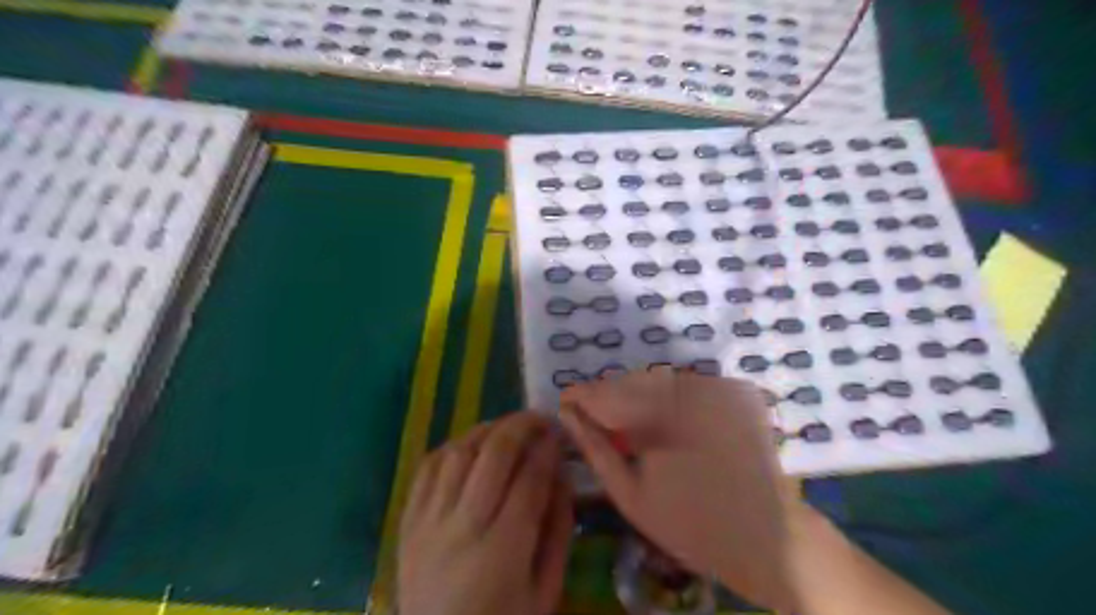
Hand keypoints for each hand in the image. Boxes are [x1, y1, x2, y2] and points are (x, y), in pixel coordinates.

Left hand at [402, 411, 573, 614]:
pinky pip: (427, 468)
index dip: (547, 450)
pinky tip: (471, 445)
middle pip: (492, 457)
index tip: (559, 433)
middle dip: (520, 426)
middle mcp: (461, 530)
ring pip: (458, 453)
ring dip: (487, 430)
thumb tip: (563, 477)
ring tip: (508, 428)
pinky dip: (452, 447)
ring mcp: (427, 523)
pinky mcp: (407, 522)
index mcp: (501, 554)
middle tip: (538, 418)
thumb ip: (558, 532)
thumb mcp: (545, 592)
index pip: (528, 482)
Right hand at [560, 368, 801, 611]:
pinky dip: (671, 399)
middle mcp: (688, 389)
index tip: (566, 401)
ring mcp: (715, 387)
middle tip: (596, 418)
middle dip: (609, 396)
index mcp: (657, 415)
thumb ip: (595, 448)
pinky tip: (670, 426)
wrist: (766, 537)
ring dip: (640, 397)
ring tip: (633, 426)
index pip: (605, 392)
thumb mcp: (630, 494)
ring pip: (660, 380)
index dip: (581, 395)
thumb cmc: (689, 524)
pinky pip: (688, 385)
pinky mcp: (735, 391)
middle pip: (632, 381)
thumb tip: (567, 415)